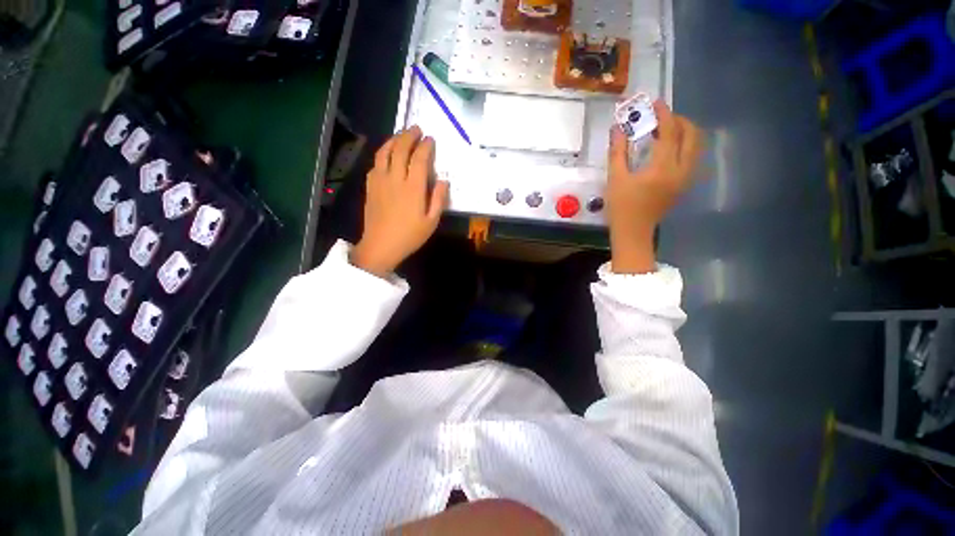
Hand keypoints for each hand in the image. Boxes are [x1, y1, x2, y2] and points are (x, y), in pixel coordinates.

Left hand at [351, 126, 449, 277]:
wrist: (381, 245)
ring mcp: (380, 181)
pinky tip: (387, 154)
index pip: (419, 159)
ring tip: (401, 135)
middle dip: (409, 136)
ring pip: (384, 152)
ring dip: (394, 140)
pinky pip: (376, 163)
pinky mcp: (371, 186)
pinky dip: (383, 153)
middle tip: (416, 129)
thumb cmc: (410, 236)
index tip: (430, 139)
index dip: (426, 146)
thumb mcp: (431, 222)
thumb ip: (438, 199)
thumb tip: (443, 181)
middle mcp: (395, 179)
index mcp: (413, 188)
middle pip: (400, 149)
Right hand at [607, 100, 702, 273]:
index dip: (664, 115)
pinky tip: (668, 148)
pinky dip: (684, 146)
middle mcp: (681, 170)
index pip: (670, 132)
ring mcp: (685, 178)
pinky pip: (691, 157)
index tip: (656, 103)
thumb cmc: (621, 207)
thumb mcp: (615, 179)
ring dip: (684, 133)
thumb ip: (618, 152)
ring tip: (666, 130)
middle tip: (663, 117)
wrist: (633, 231)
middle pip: (691, 136)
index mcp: (662, 168)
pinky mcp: (684, 185)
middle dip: (680, 121)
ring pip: (696, 146)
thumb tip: (617, 129)